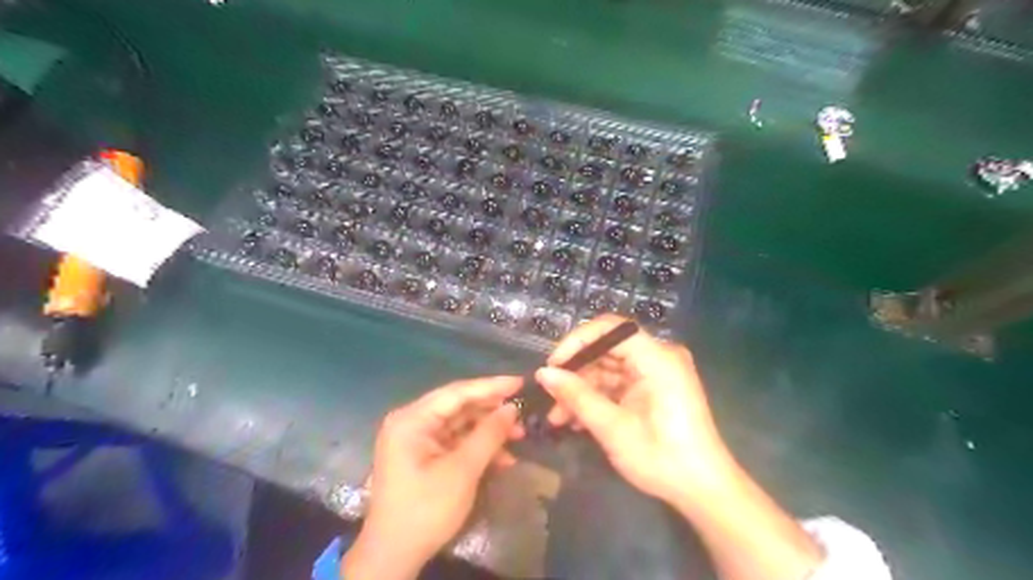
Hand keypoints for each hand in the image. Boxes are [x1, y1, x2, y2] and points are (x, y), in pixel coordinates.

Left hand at [343, 377, 524, 579]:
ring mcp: (416, 439)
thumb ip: (488, 435)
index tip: (520, 382)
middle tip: (522, 414)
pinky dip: (477, 448)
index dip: (491, 386)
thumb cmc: (426, 509)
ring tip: (519, 437)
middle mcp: (411, 422)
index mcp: (412, 419)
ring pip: (460, 425)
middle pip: (458, 407)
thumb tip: (511, 409)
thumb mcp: (462, 470)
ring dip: (488, 432)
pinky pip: (455, 442)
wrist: (394, 556)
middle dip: (491, 412)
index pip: (457, 392)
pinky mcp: (423, 456)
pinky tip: (502, 458)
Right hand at [537, 316, 729, 504]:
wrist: (704, 490)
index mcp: (657, 358)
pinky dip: (597, 398)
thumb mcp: (613, 428)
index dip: (577, 341)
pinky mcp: (654, 389)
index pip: (610, 328)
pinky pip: (618, 384)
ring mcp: (657, 373)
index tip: (553, 366)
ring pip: (608, 368)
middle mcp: (659, 357)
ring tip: (557, 417)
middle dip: (576, 373)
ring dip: (582, 390)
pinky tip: (576, 420)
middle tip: (550, 397)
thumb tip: (542, 373)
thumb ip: (577, 396)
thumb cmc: (662, 457)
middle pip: (607, 349)